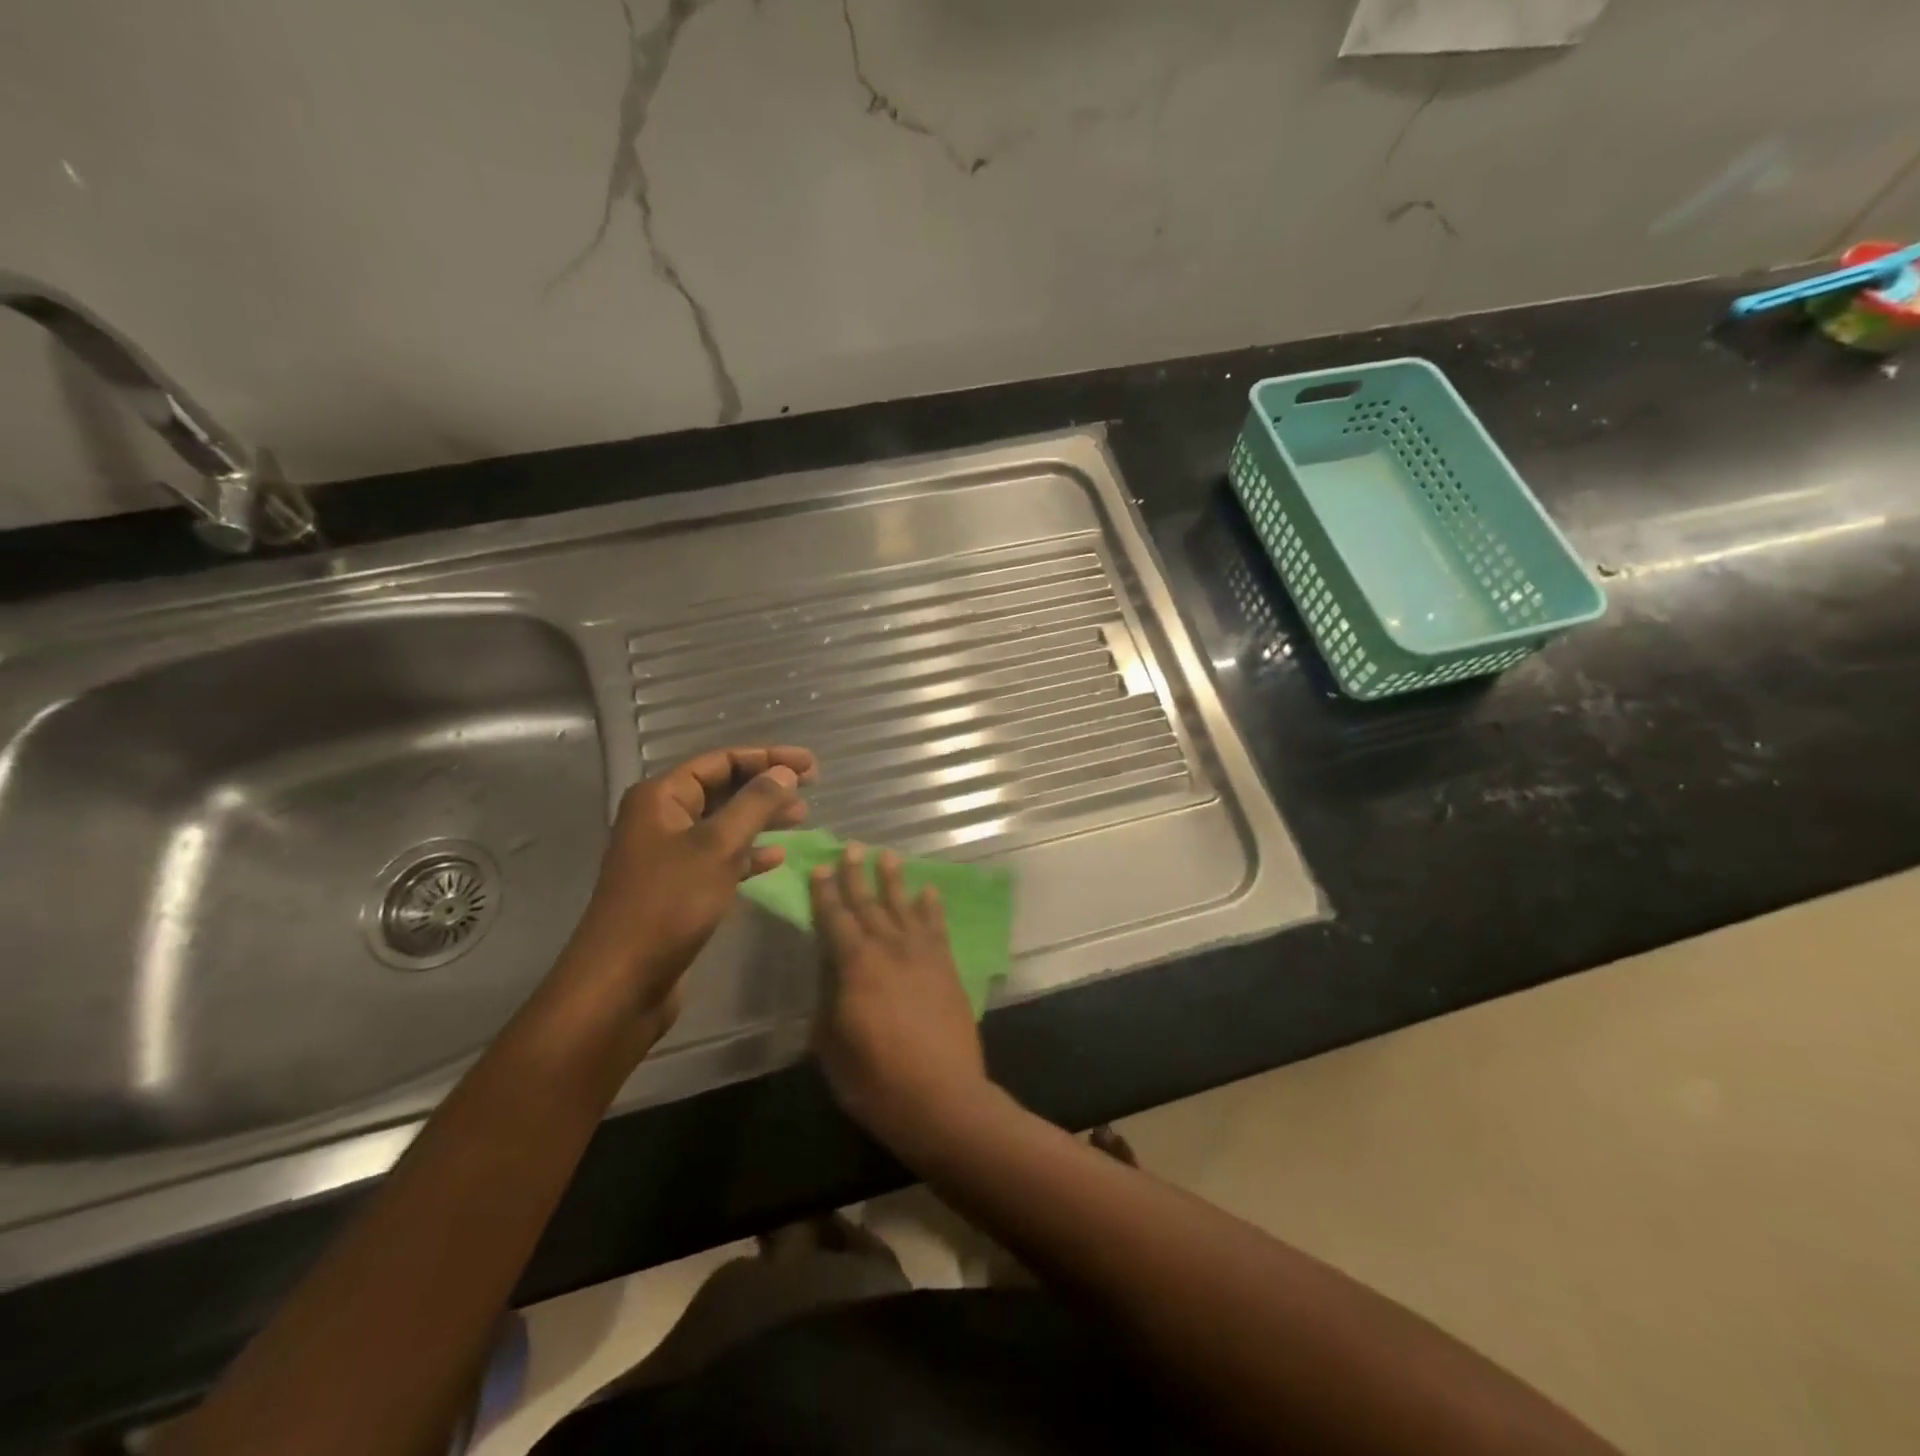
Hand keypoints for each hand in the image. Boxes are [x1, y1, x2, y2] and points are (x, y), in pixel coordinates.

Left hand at [553, 746, 815, 1041]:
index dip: (767, 758)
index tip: (810, 764)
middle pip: (722, 789)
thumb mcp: (718, 847)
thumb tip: (784, 772)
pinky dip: (748, 854)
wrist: (622, 982)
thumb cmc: (669, 904)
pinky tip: (777, 857)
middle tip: (810, 787)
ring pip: (724, 824)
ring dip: (762, 818)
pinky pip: (719, 858)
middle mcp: (662, 819)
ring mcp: (669, 855)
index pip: (720, 761)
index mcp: (661, 798)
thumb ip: (754, 805)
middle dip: (766, 786)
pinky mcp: (678, 888)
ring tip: (802, 816)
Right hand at [810, 845, 990, 1153]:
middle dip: (856, 876)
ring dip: (893, 881)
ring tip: (887, 857)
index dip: (825, 893)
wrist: (942, 1098)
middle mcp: (888, 949)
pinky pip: (937, 927)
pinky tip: (928, 891)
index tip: (821, 868)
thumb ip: (828, 1002)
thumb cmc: (876, 1080)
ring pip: (903, 907)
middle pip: (868, 904)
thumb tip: (829, 974)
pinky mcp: (947, 967)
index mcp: (854, 966)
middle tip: (852, 848)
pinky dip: (931, 907)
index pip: (834, 920)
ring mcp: (922, 956)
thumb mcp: (832, 1046)